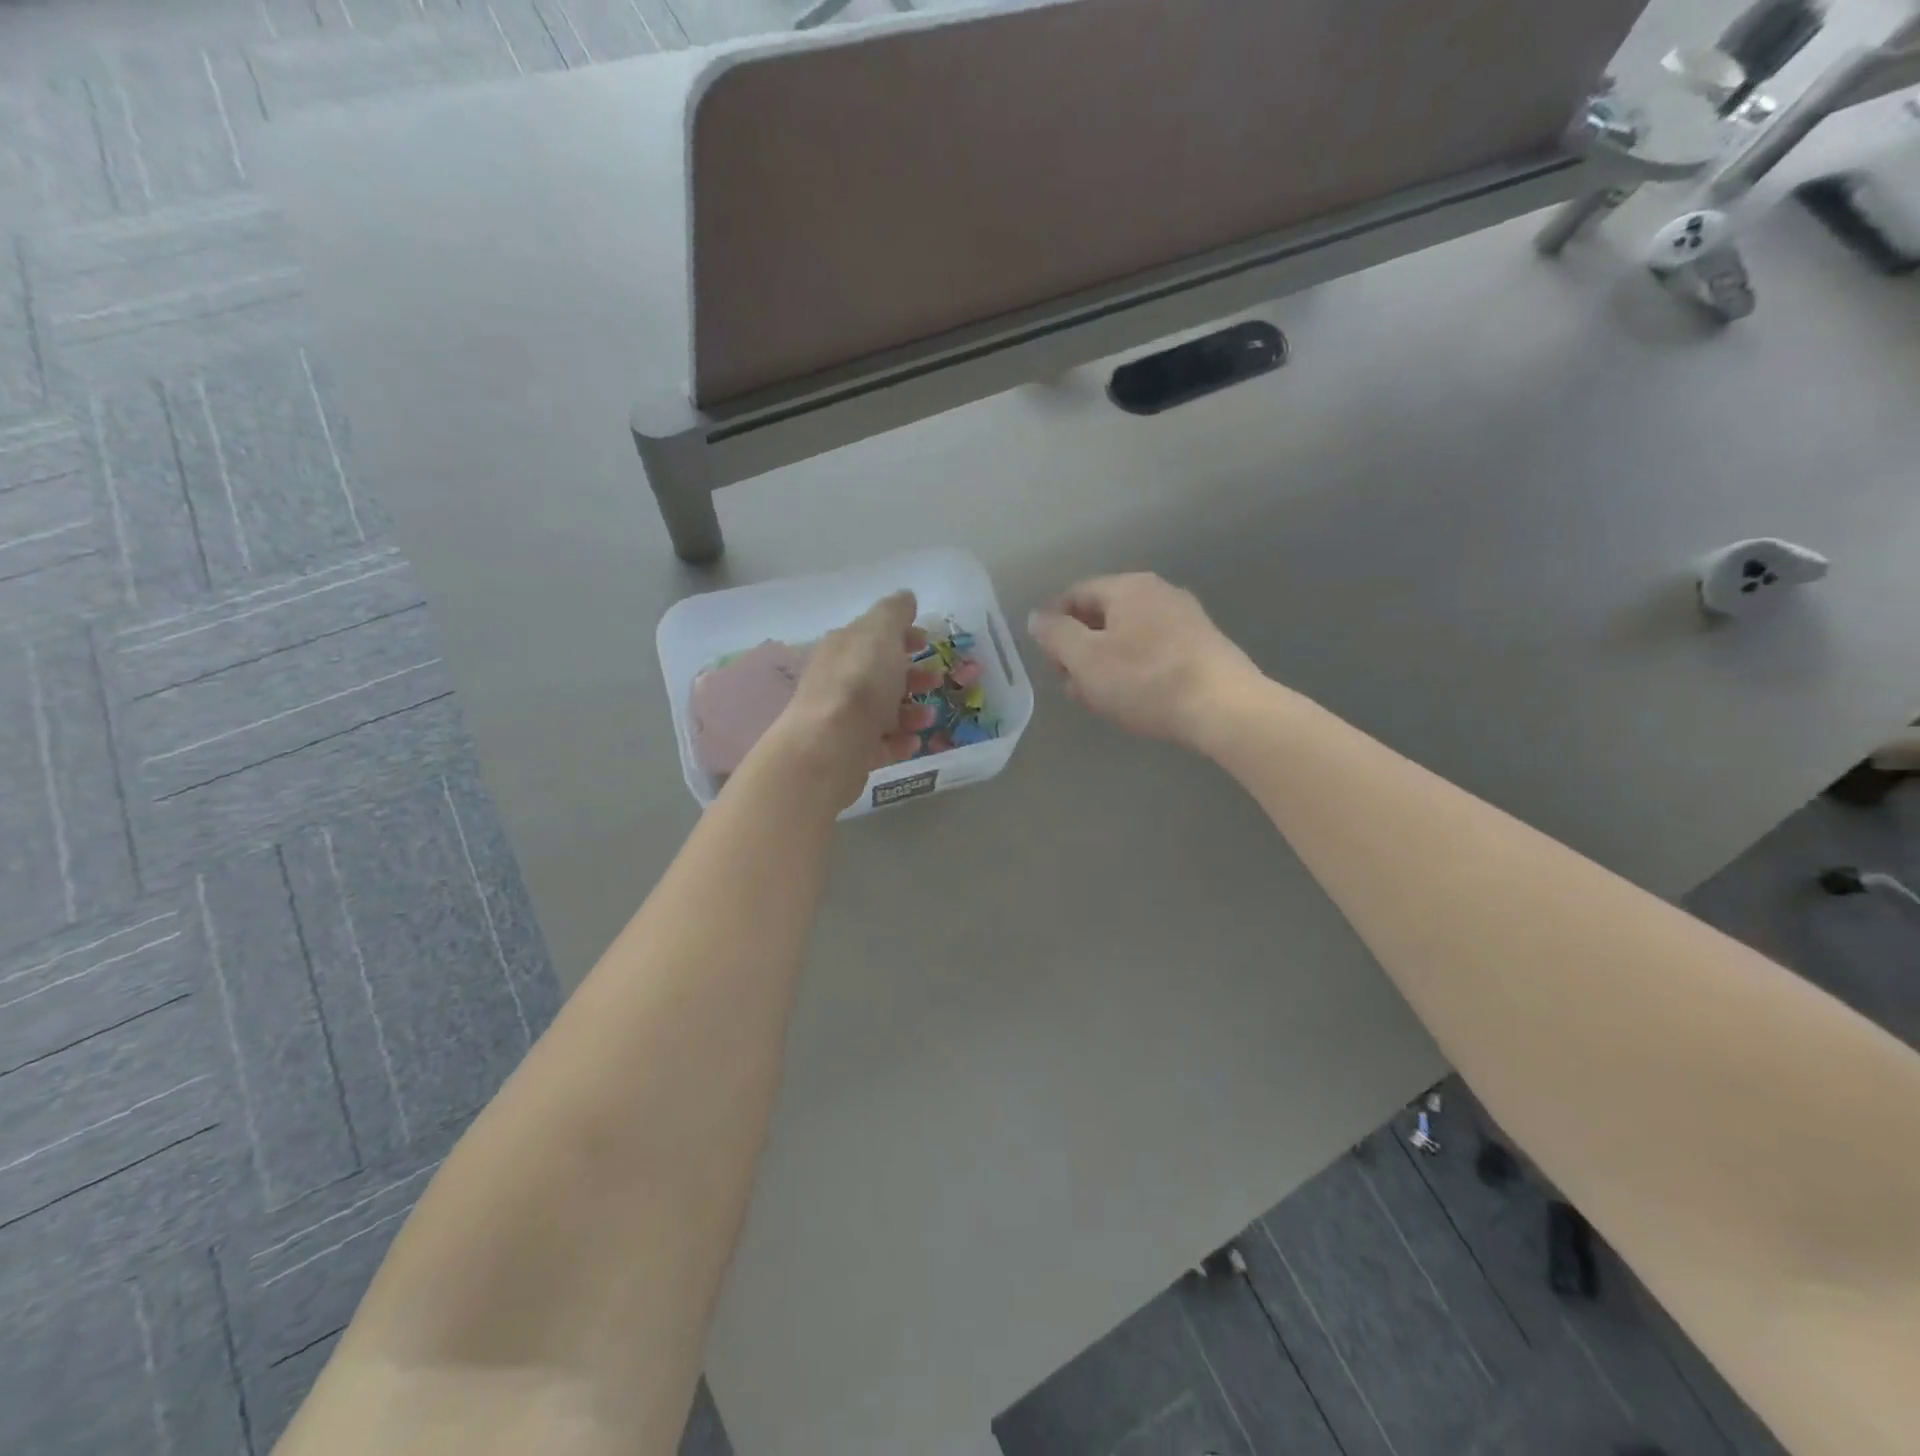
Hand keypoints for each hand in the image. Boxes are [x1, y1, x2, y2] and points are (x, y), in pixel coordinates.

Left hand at [766, 591, 940, 806]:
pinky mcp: (849, 751)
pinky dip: (900, 740)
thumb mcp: (880, 633)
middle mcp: (838, 680)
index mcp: (844, 647)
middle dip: (911, 675)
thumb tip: (905, 596)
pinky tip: (914, 741)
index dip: (901, 634)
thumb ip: (894, 613)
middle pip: (879, 673)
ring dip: (911, 710)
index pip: (872, 634)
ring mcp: (842, 718)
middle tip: (935, 680)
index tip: (927, 641)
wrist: (830, 745)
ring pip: (882, 710)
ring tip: (929, 717)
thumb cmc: (860, 682)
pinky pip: (880, 743)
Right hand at [1027, 574, 1259, 748]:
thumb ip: (1055, 635)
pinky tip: (1132, 699)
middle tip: (1070, 684)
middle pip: (1104, 615)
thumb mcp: (1085, 659)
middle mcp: (1158, 593)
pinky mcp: (1202, 647)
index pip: (1076, 594)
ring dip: (1105, 664)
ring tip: (1097, 698)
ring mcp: (1185, 619)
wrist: (1223, 707)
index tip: (1048, 659)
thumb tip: (1037, 617)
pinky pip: (1154, 652)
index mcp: (1128, 587)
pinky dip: (1134, 670)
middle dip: (1080, 648)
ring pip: (1129, 637)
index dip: (1054, 623)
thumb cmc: (1145, 679)